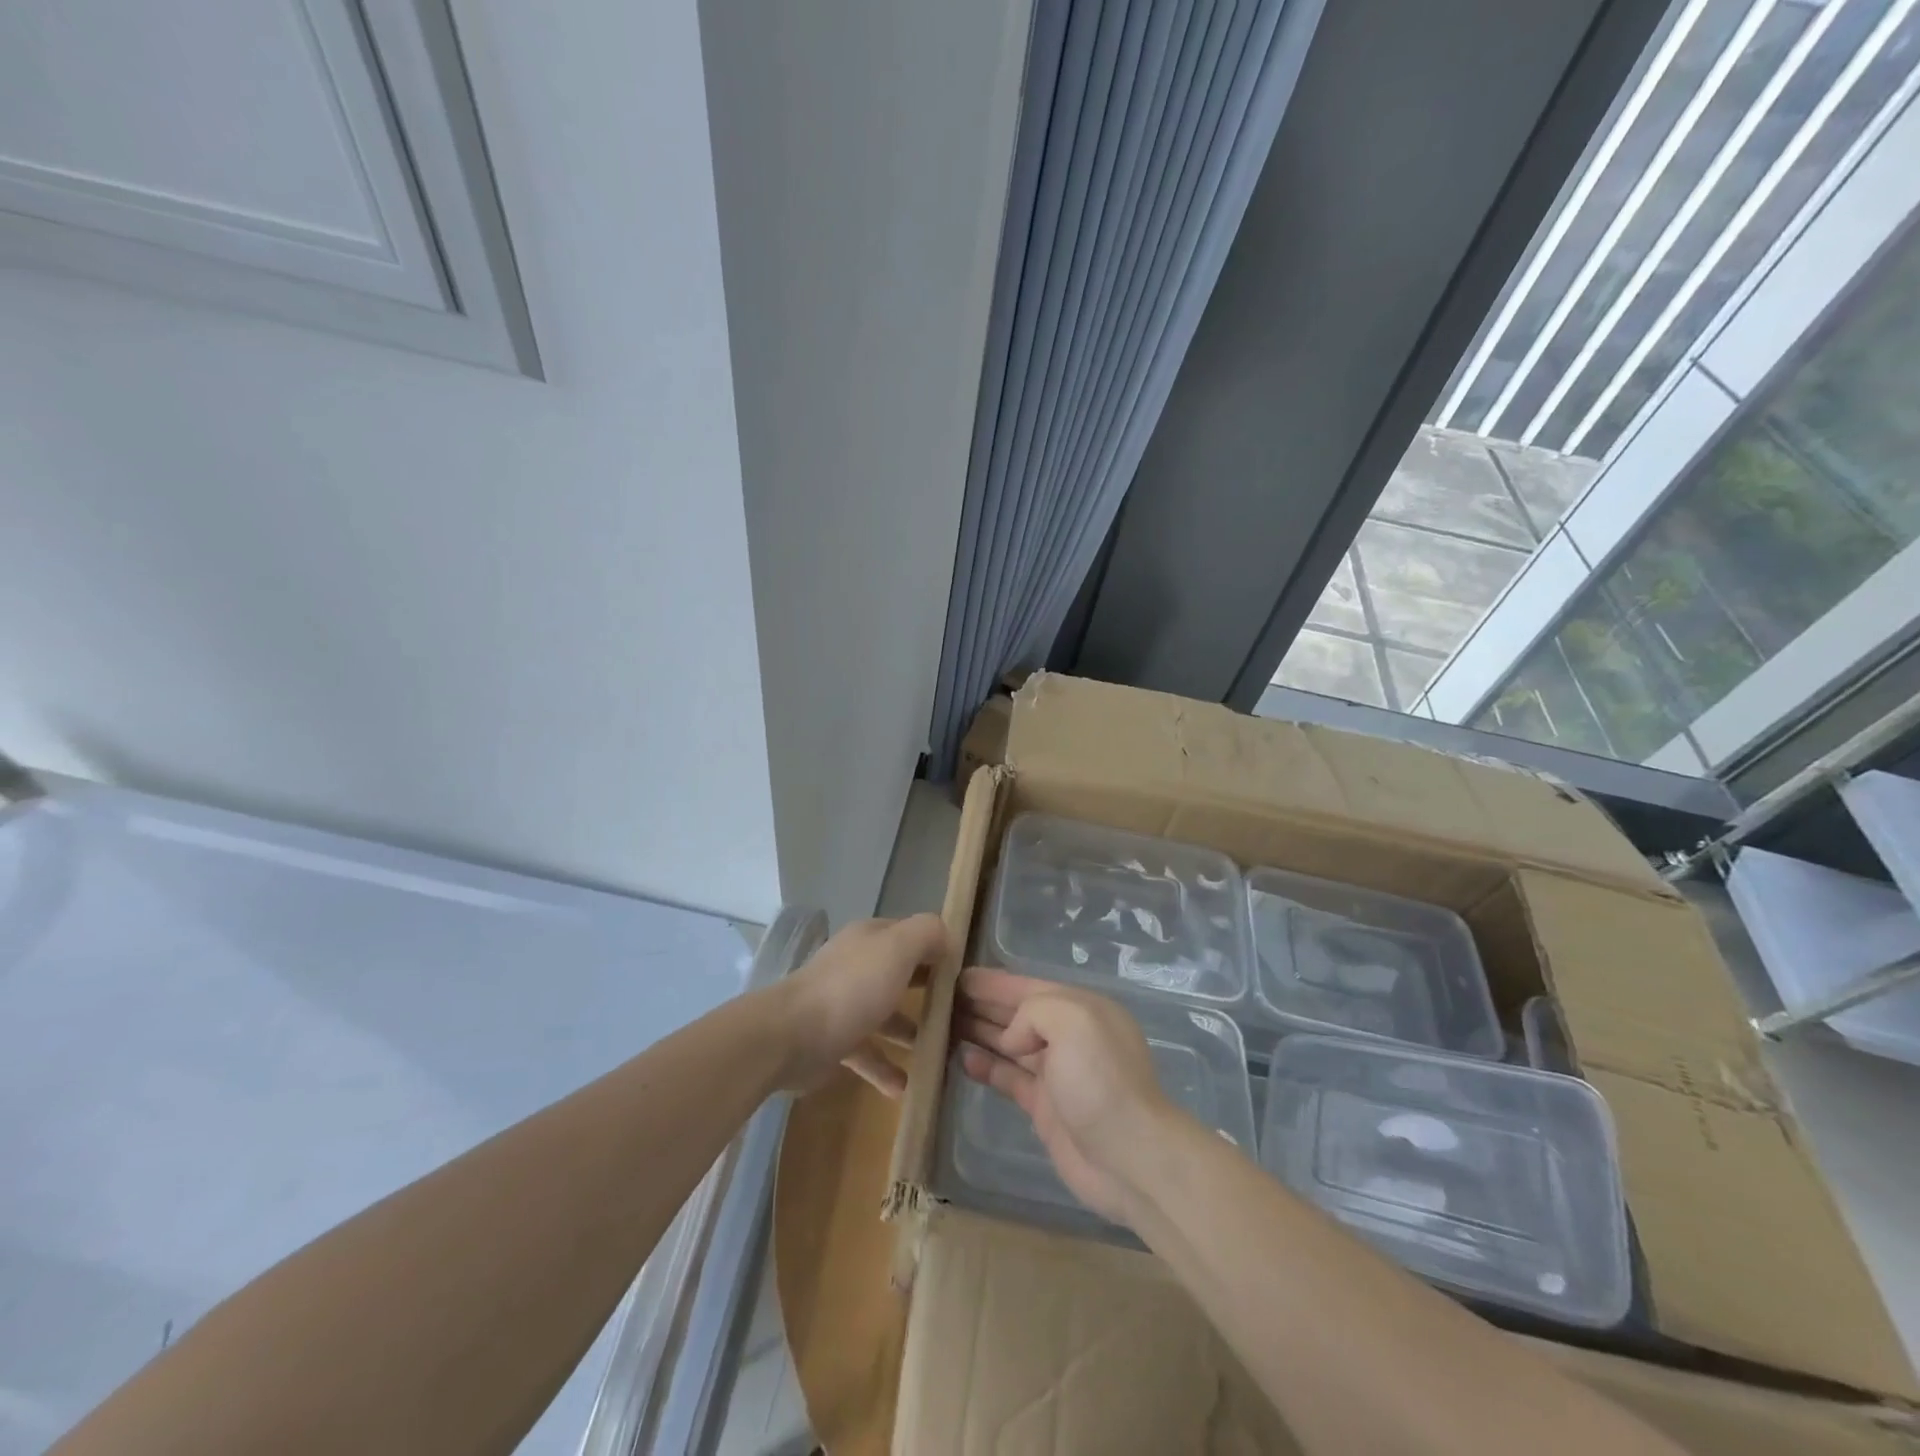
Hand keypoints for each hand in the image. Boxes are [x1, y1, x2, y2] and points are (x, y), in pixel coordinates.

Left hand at [771, 913, 947, 1096]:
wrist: (791, 1036)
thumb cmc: (851, 988)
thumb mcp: (897, 948)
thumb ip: (927, 934)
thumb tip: (947, 937)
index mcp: (871, 939)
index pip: (912, 935)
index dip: (939, 950)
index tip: (967, 976)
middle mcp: (858, 965)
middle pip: (901, 974)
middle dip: (930, 992)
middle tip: (962, 1016)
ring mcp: (844, 1004)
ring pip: (886, 1014)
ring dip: (912, 1032)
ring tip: (942, 1053)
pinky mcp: (834, 1040)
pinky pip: (868, 1053)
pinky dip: (886, 1068)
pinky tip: (906, 1087)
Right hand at [955, 968, 1174, 1225]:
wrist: (1131, 1158)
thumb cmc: (1102, 1080)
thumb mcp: (1072, 1021)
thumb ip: (1033, 1011)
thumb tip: (1011, 1038)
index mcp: (1080, 1008)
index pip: (1029, 986)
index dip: (994, 982)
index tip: (957, 975)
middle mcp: (1069, 1036)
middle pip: (1018, 1014)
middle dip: (983, 1004)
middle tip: (941, 997)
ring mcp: (1057, 1073)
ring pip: (1011, 1044)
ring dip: (980, 1032)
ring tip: (943, 1023)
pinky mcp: (1045, 1108)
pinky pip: (1010, 1077)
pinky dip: (987, 1066)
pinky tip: (963, 1059)